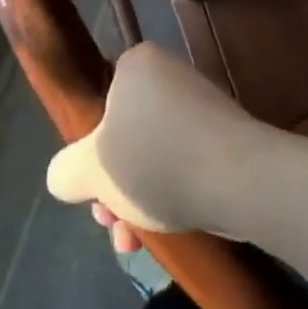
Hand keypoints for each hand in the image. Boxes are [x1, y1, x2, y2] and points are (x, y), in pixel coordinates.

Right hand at [45, 44, 258, 253]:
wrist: (242, 179)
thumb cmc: (157, 161)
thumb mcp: (92, 170)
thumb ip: (65, 171)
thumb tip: (66, 176)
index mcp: (138, 64)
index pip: (101, 106)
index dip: (91, 155)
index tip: (94, 193)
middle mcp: (171, 75)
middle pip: (127, 136)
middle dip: (115, 188)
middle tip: (113, 227)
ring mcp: (202, 104)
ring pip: (155, 155)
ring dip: (139, 199)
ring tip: (137, 244)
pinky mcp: (227, 135)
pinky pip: (186, 162)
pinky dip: (174, 191)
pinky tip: (169, 228)